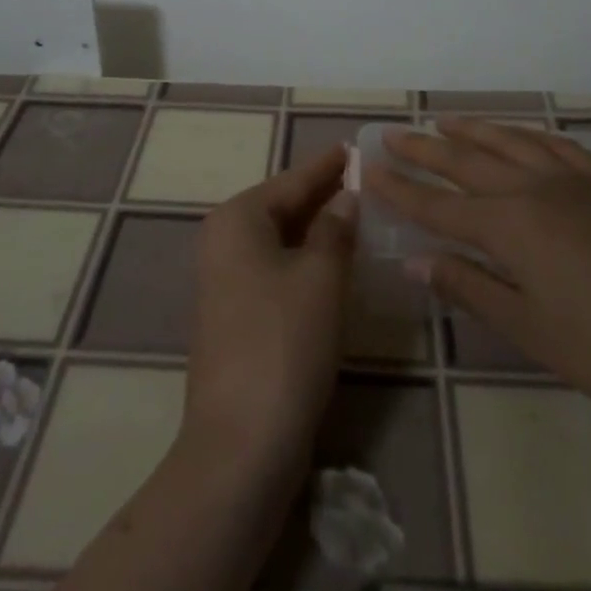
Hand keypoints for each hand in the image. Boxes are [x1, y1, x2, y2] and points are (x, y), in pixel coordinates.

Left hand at [184, 146, 355, 469]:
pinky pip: (277, 269)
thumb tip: (346, 198)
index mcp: (238, 219)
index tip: (353, 147)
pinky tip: (336, 262)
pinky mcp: (237, 316)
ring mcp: (226, 281)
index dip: (327, 165)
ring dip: (318, 229)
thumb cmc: (284, 342)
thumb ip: (336, 228)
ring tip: (359, 214)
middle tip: (366, 180)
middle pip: (283, 206)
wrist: (242, 444)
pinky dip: (306, 259)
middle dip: (323, 195)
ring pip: (281, 240)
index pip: (293, 180)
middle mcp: (224, 241)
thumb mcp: (321, 277)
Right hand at [367, 120, 590, 432]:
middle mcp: (534, 188)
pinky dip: (527, 135)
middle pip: (467, 161)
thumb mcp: (525, 327)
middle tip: (393, 133)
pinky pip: (557, 144)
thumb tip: (416, 260)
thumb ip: (468, 285)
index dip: (401, 189)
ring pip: (511, 141)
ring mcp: (574, 179)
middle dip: (425, 148)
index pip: (439, 204)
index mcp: (510, 226)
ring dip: (473, 130)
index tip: (369, 169)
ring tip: (445, 120)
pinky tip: (517, 135)